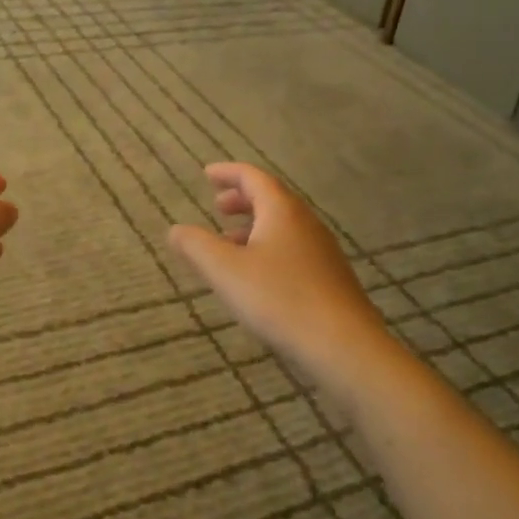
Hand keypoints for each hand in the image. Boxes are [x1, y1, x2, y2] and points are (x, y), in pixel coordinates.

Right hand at [168, 163, 391, 401]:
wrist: (343, 345)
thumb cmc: (279, 299)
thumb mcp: (225, 271)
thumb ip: (196, 246)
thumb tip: (175, 230)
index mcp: (281, 211)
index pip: (253, 177)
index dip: (228, 173)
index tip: (207, 174)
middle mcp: (305, 223)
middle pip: (271, 199)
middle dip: (242, 199)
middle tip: (217, 206)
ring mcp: (322, 250)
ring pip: (283, 226)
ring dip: (254, 226)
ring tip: (229, 243)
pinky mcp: (329, 277)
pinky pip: (293, 248)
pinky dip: (268, 247)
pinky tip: (257, 276)